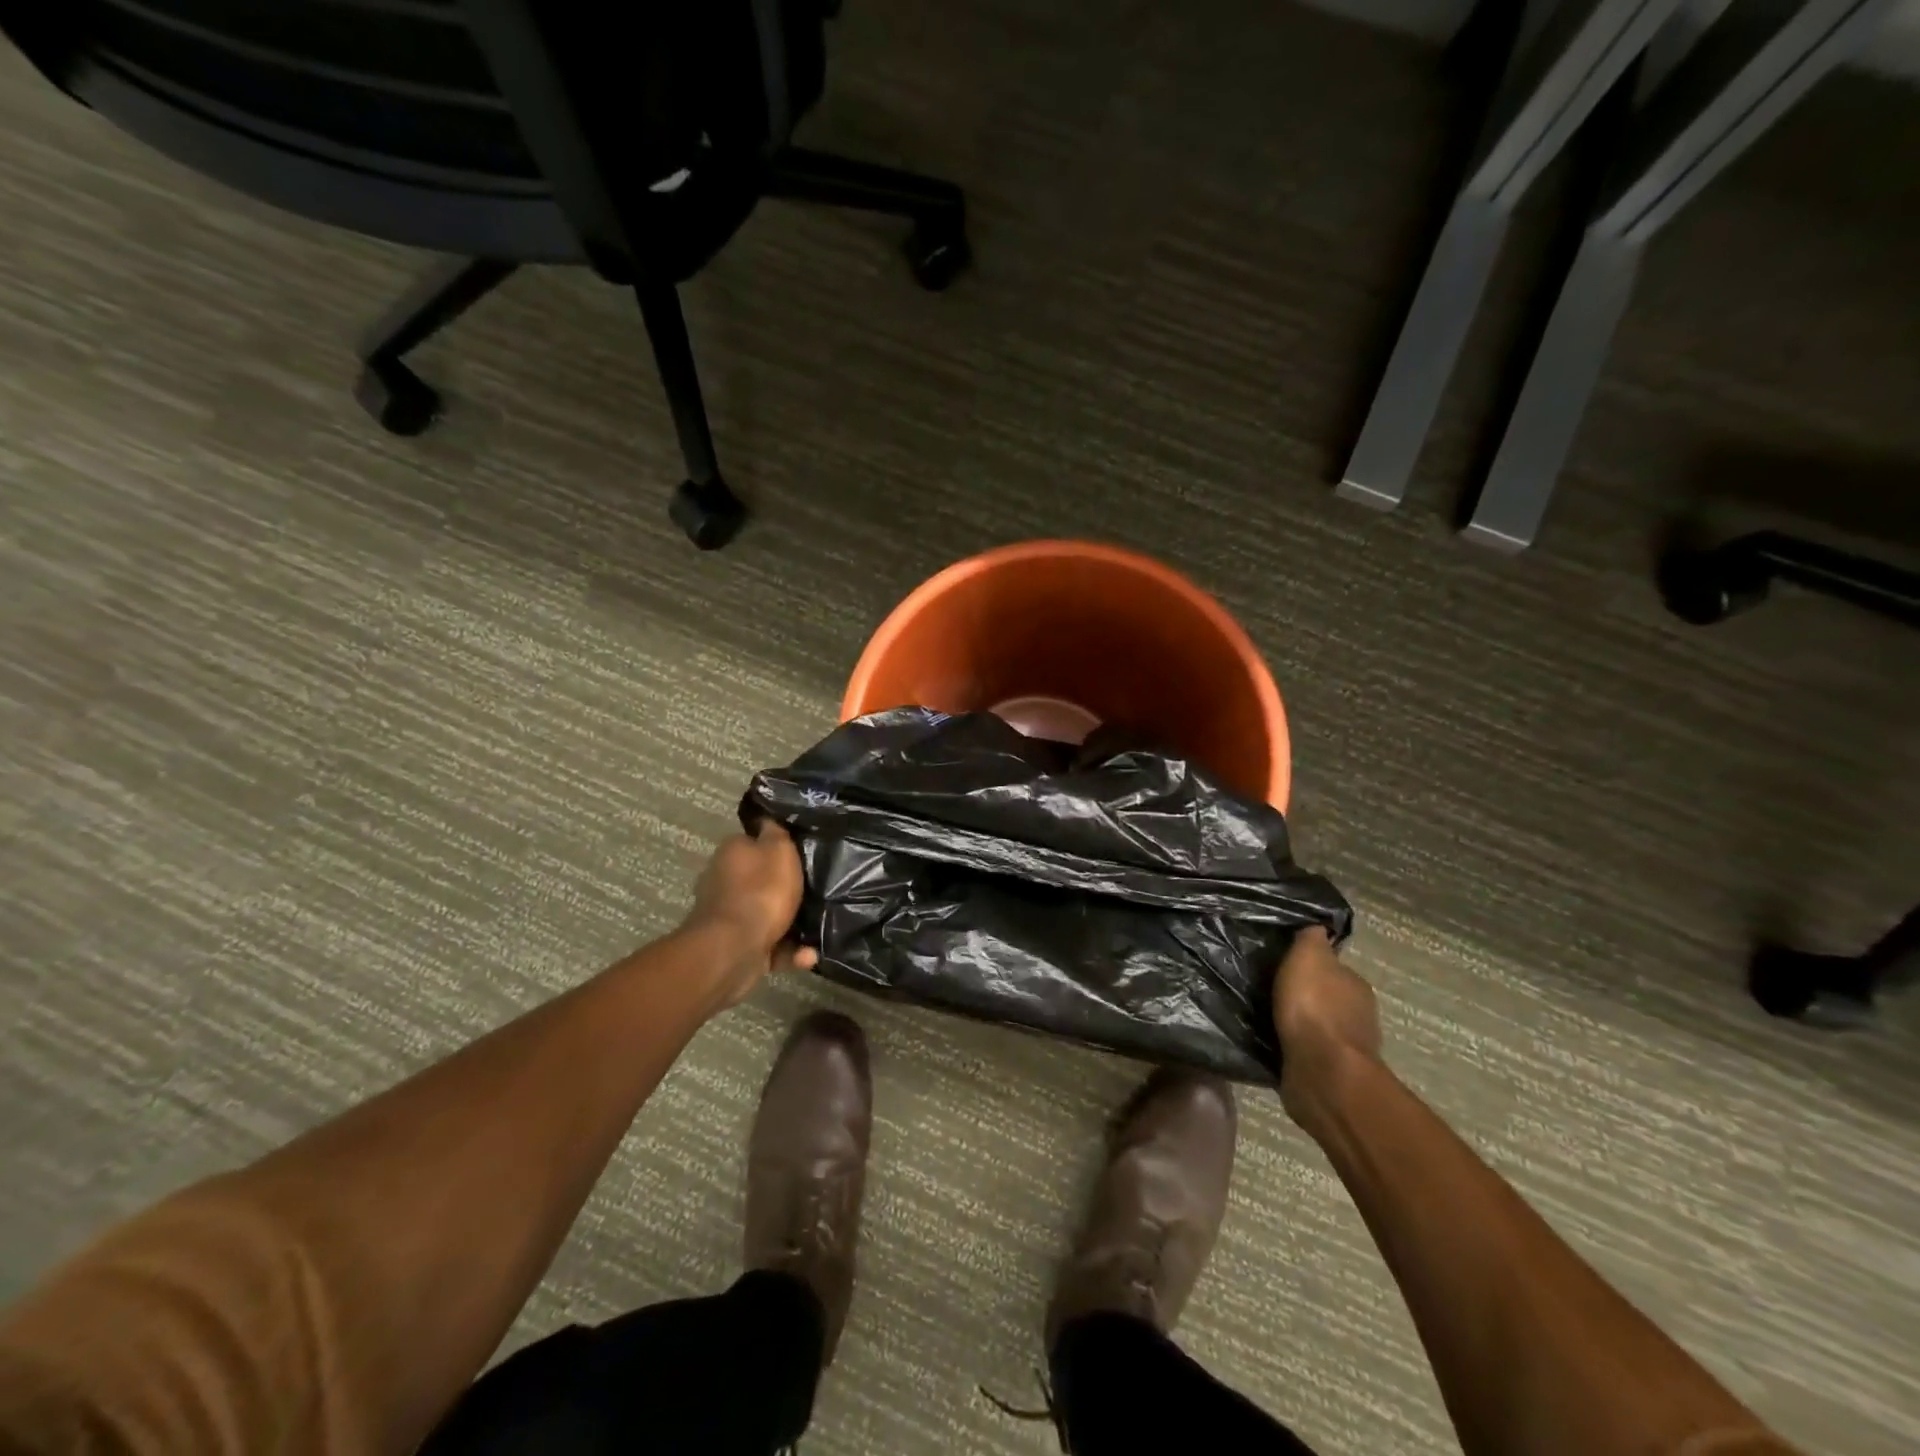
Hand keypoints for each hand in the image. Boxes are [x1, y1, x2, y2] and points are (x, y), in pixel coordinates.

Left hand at [682, 822, 817, 1007]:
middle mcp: (724, 881)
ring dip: (792, 923)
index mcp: (731, 853)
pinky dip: (788, 951)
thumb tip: (768, 821)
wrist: (734, 949)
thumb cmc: (761, 891)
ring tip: (818, 930)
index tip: (801, 854)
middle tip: (815, 891)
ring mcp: (728, 916)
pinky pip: (769, 946)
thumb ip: (776, 833)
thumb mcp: (779, 850)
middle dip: (785, 888)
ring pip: (767, 915)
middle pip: (760, 879)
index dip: (776, 846)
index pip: (754, 841)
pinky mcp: (736, 947)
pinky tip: (808, 955)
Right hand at [1272, 927, 1380, 1122]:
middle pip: (1326, 997)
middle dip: (1302, 994)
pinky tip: (1270, 1040)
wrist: (1322, 1072)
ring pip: (1315, 1026)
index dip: (1309, 964)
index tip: (1282, 963)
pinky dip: (1291, 1045)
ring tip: (1264, 1015)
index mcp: (1355, 985)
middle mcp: (1357, 1015)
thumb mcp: (1308, 956)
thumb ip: (1311, 939)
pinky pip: (1304, 1051)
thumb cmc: (1315, 1007)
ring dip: (1296, 1022)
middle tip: (1269, 988)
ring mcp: (1343, 1048)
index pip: (1333, 967)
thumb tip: (1316, 927)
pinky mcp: (1327, 1074)